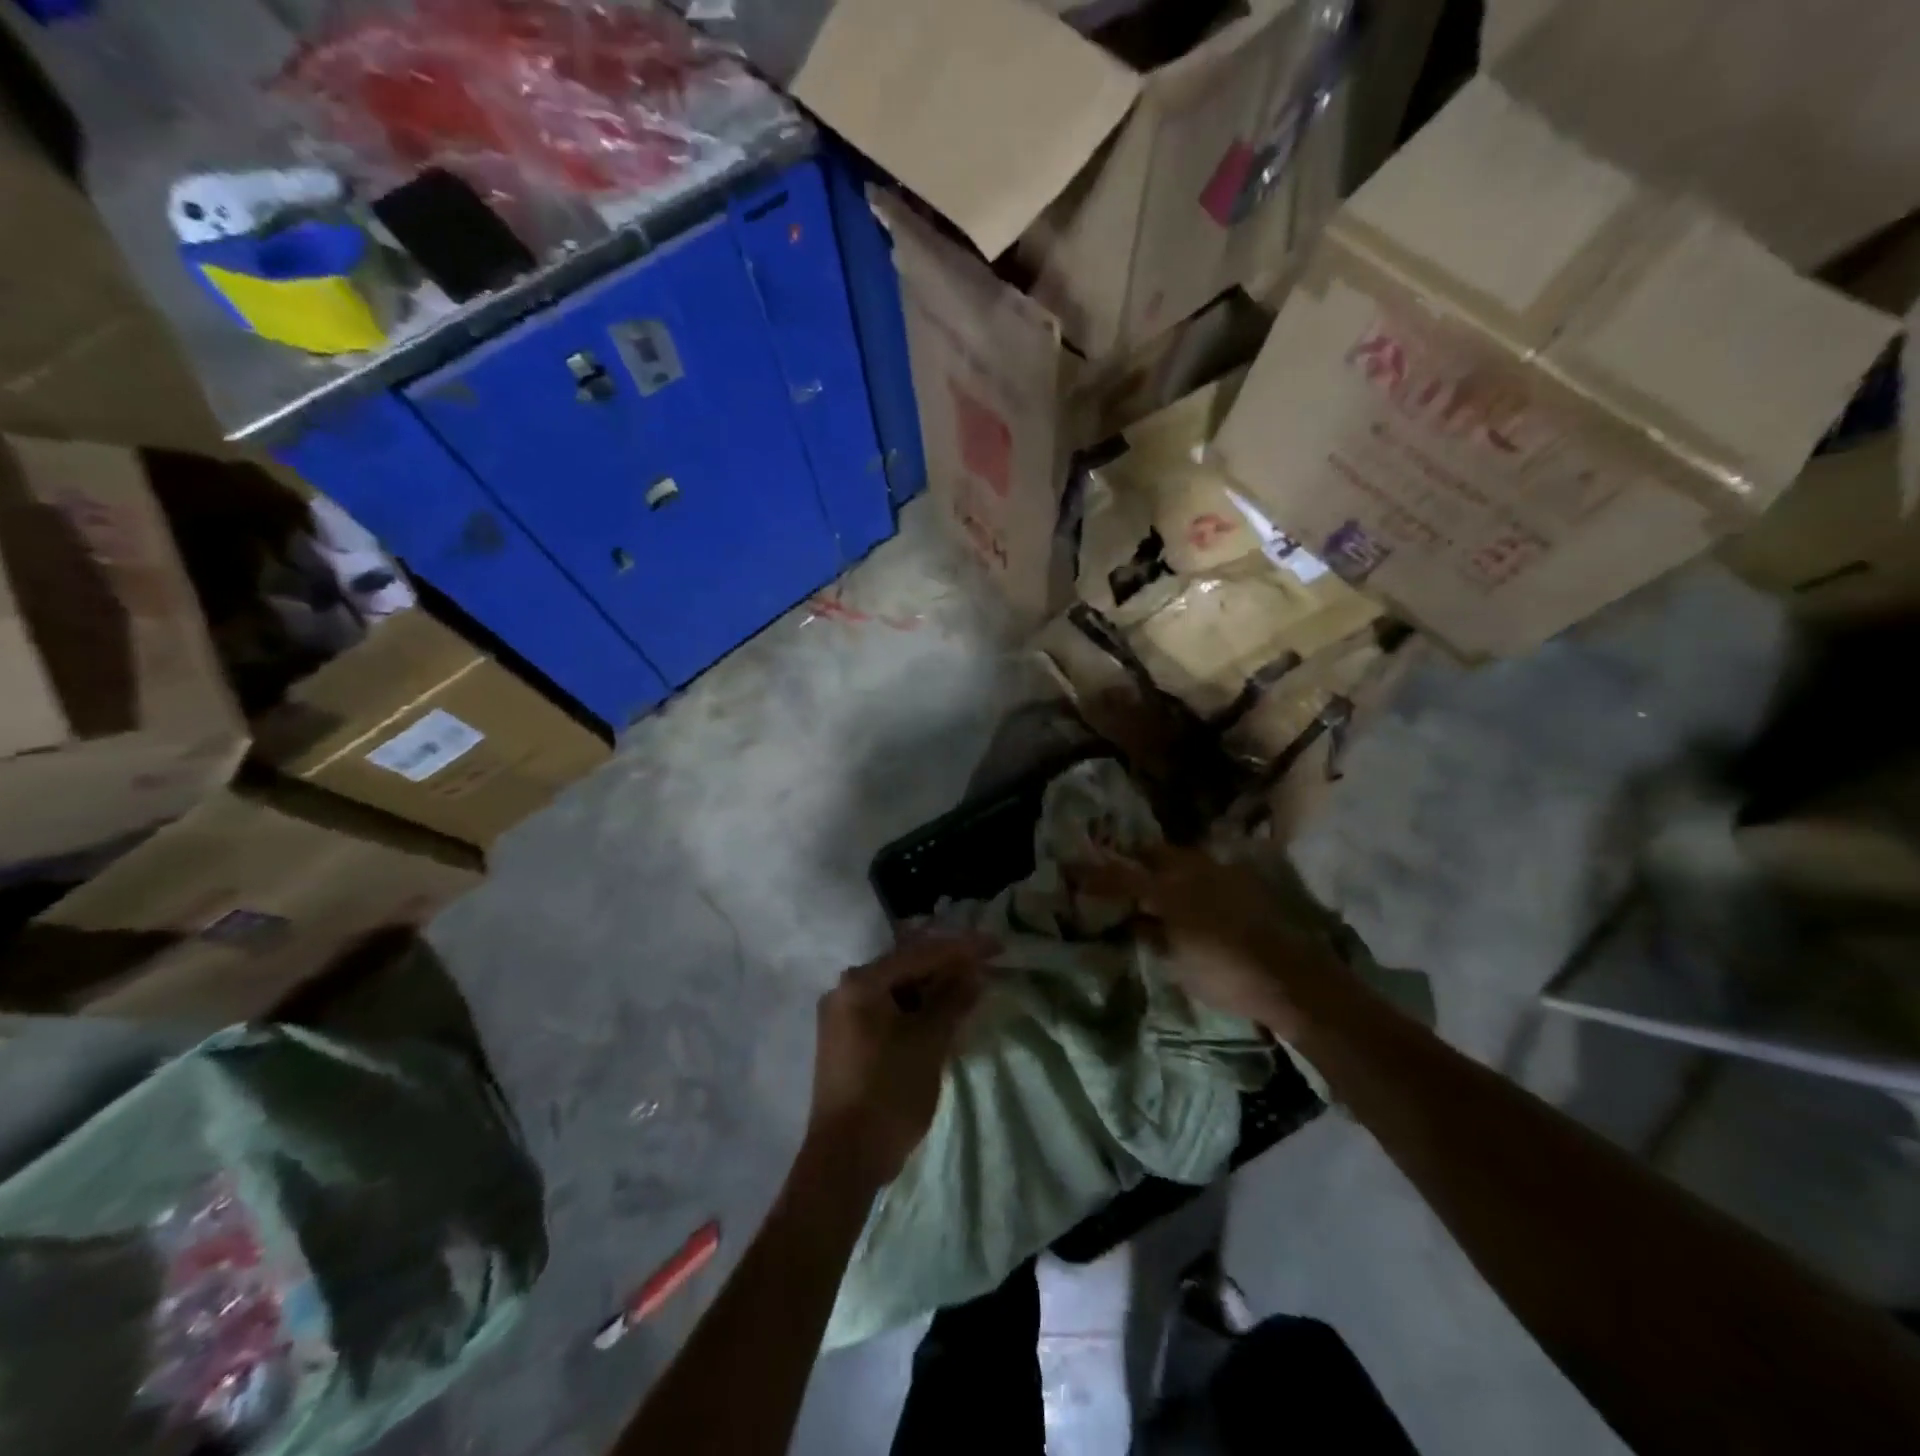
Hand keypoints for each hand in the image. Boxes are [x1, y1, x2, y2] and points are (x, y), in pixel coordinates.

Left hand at [805, 932, 994, 1189]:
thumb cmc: (889, 1093)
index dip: (962, 948)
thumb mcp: (929, 1042)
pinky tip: (943, 1015)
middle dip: (947, 966)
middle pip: (906, 966)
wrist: (845, 1160)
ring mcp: (843, 1015)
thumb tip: (974, 972)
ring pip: (898, 989)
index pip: (920, 953)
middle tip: (985, 966)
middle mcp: (846, 989)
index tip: (996, 945)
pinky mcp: (848, 1039)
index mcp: (862, 983)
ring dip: (933, 989)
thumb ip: (953, 1000)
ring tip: (970, 989)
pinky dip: (917, 1010)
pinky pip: (889, 1010)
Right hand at [1075, 846, 1344, 1039]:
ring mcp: (1221, 870)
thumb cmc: (1226, 975)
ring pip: (1182, 856)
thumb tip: (1134, 920)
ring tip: (1158, 885)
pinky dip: (1191, 875)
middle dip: (1135, 860)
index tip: (1073, 869)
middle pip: (1153, 853)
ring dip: (1164, 866)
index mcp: (1168, 891)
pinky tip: (1194, 894)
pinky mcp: (1244, 878)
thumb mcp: (1177, 963)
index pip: (1121, 876)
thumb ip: (1151, 935)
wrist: (1292, 977)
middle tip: (1122, 874)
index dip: (1095, 873)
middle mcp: (1192, 869)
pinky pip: (1206, 867)